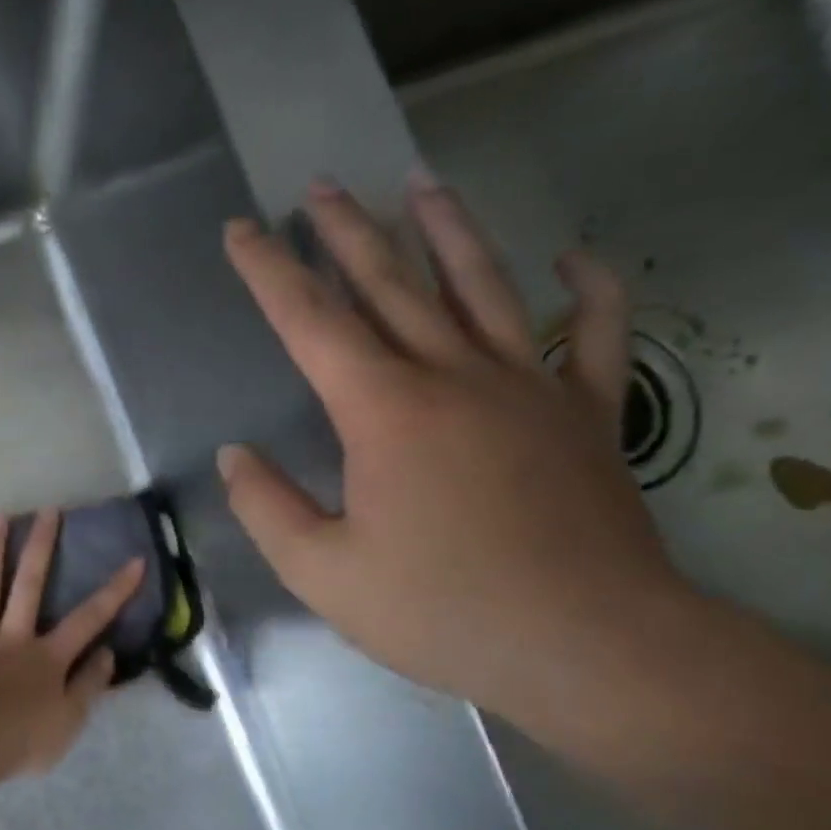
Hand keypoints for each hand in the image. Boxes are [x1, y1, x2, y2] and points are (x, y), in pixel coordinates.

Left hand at [0, 510, 144, 776]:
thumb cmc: (23, 740)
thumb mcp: (70, 721)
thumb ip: (90, 684)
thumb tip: (108, 652)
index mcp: (49, 657)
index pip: (90, 619)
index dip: (115, 591)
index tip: (134, 561)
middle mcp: (14, 637)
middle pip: (31, 585)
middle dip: (42, 547)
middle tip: (48, 510)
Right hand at [217, 172, 695, 728]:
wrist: (588, 645)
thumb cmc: (438, 609)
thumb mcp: (320, 571)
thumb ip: (266, 507)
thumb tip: (235, 455)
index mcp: (382, 411)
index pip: (310, 322)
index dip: (268, 272)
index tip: (240, 230)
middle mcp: (454, 377)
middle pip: (391, 284)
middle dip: (347, 232)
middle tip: (319, 187)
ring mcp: (530, 387)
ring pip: (483, 288)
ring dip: (448, 231)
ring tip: (421, 184)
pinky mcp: (589, 414)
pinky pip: (595, 337)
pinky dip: (590, 293)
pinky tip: (577, 260)